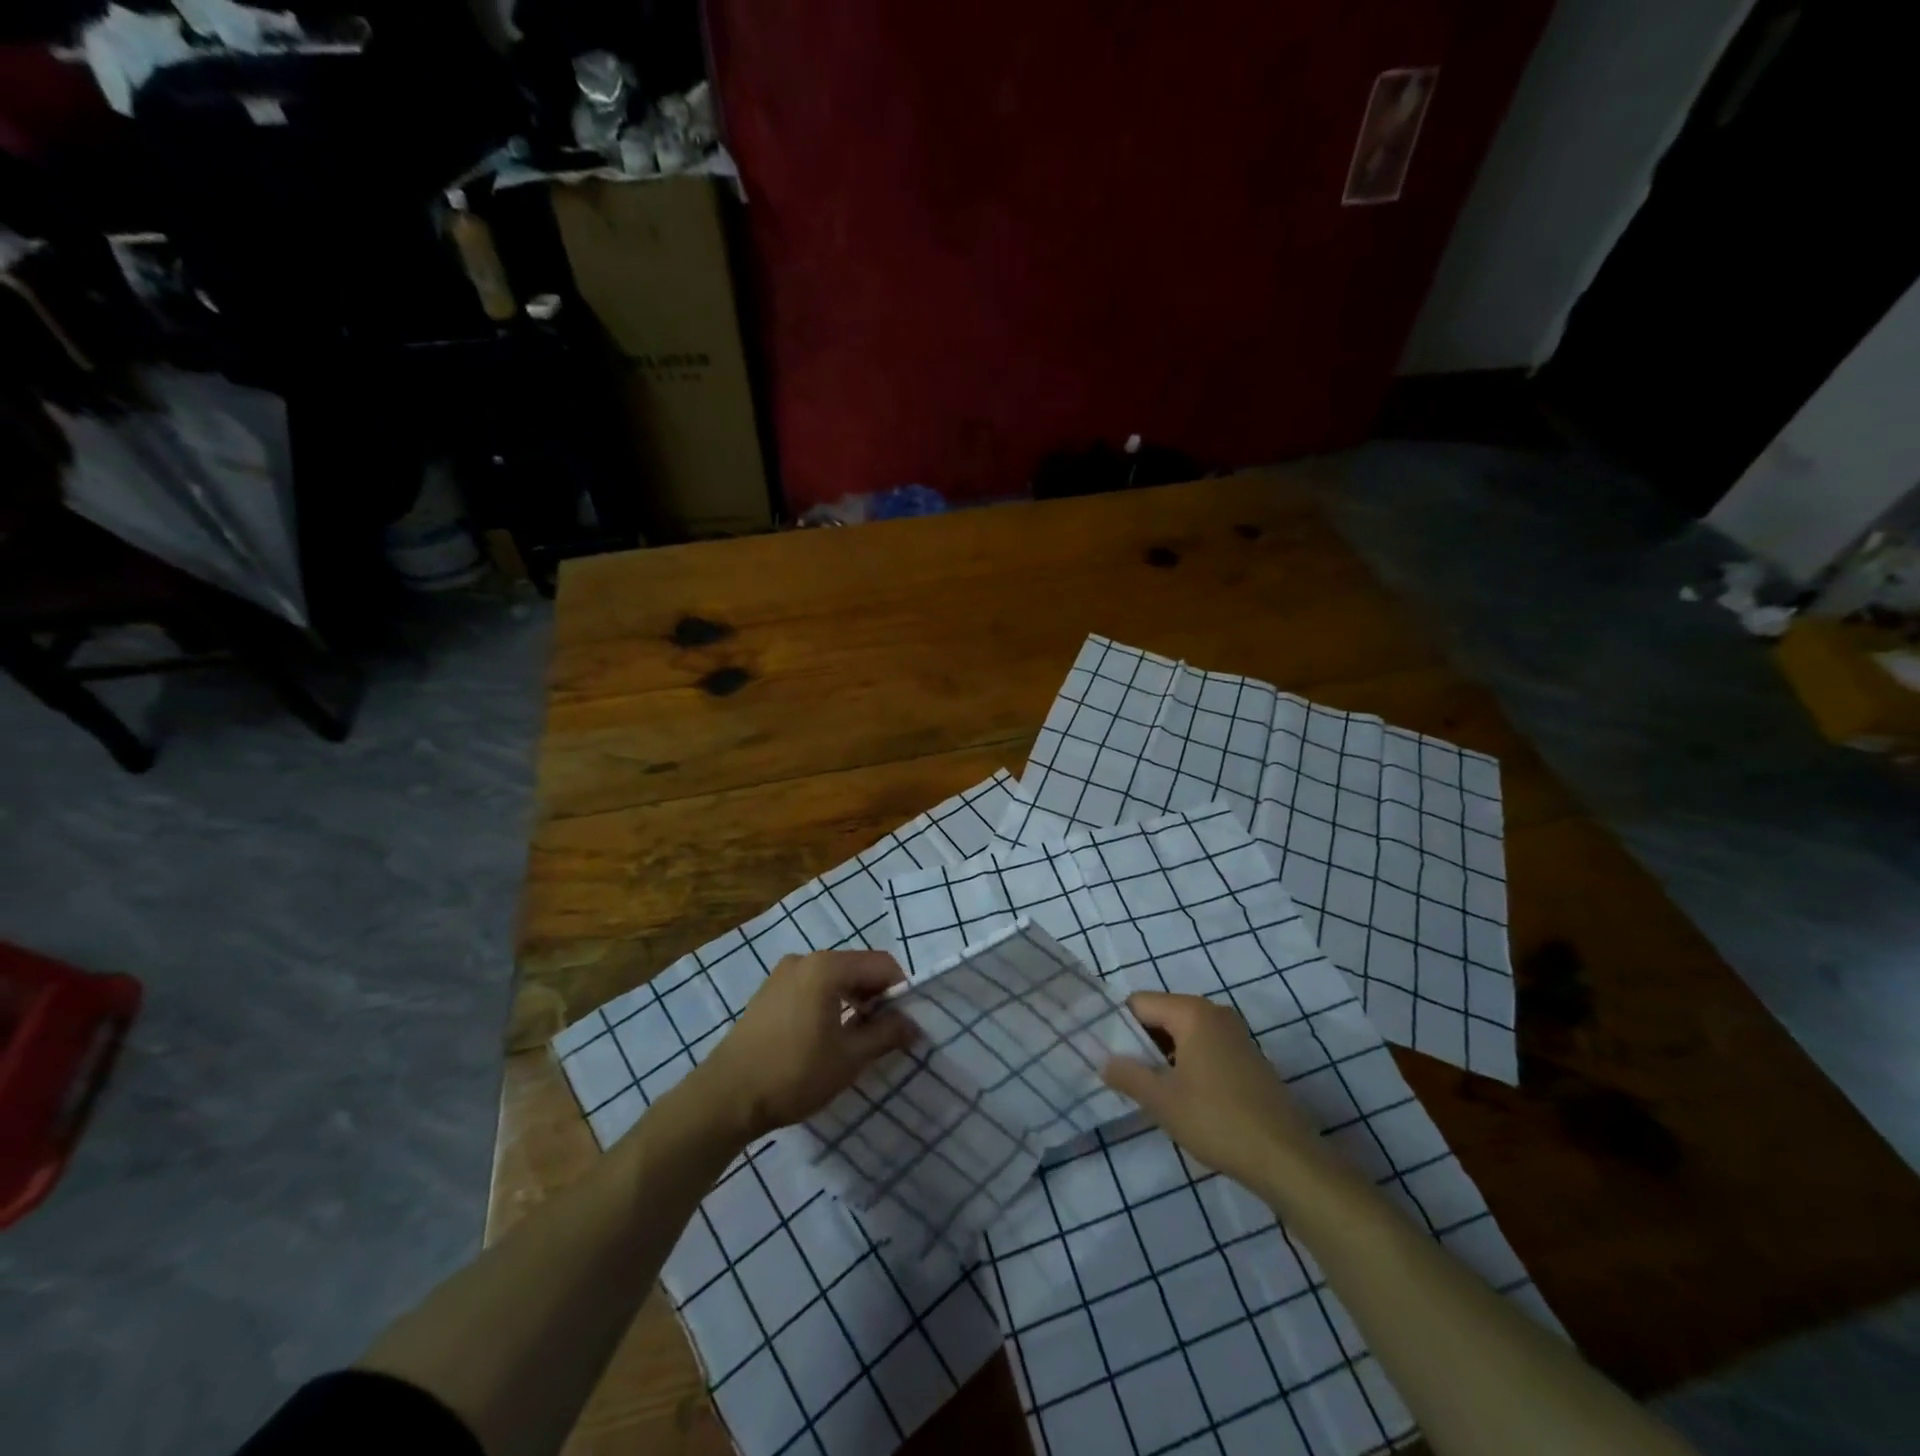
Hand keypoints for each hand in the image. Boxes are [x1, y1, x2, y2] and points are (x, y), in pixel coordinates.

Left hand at [690, 951, 916, 1142]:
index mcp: (827, 966)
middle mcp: (804, 959)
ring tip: (857, 1038)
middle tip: (885, 1034)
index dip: (900, 992)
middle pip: (857, 967)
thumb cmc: (794, 1073)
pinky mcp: (767, 993)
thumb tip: (913, 1024)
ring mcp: (782, 974)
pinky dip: (829, 1003)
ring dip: (853, 1001)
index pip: (881, 965)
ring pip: (833, 978)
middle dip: (876, 996)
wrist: (725, 1097)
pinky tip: (826, 1036)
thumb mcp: (849, 1057)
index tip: (905, 1024)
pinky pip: (811, 987)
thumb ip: (886, 1034)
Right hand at [1102, 991, 1327, 1193]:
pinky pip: (1204, 1047)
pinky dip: (1188, 1064)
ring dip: (1164, 1057)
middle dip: (1142, 1043)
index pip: (1139, 1003)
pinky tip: (1184, 1098)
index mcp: (1192, 1012)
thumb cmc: (1217, 1120)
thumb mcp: (1162, 1101)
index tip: (1108, 1057)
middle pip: (1162, 1015)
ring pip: (1183, 1034)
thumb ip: (1128, 1075)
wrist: (1287, 1159)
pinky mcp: (1248, 1058)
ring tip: (1152, 1090)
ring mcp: (1235, 1034)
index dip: (1119, 1027)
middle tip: (1126, 1077)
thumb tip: (1105, 1062)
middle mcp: (1214, 1012)